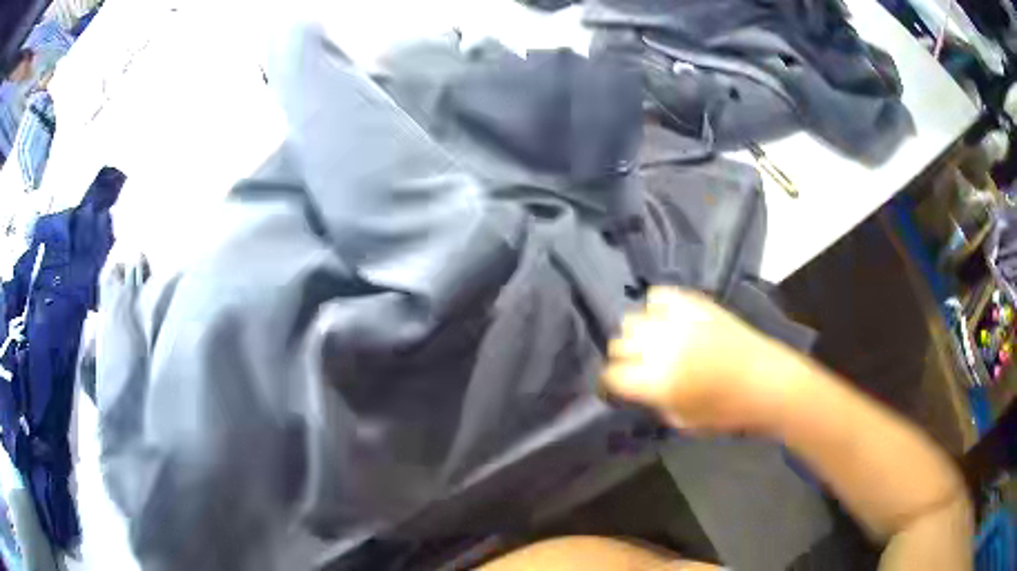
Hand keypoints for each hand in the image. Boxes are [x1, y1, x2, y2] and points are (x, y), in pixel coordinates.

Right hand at [602, 287, 792, 433]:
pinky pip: (660, 295)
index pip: (612, 374)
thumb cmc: (728, 412)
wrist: (767, 382)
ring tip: (652, 341)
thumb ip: (655, 402)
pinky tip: (666, 319)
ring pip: (634, 318)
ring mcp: (678, 322)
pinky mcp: (696, 305)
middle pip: (618, 343)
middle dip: (623, 357)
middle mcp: (660, 347)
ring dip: (638, 333)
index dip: (611, 382)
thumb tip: (642, 387)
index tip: (618, 386)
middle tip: (637, 366)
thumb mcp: (683, 422)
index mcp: (656, 382)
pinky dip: (657, 307)